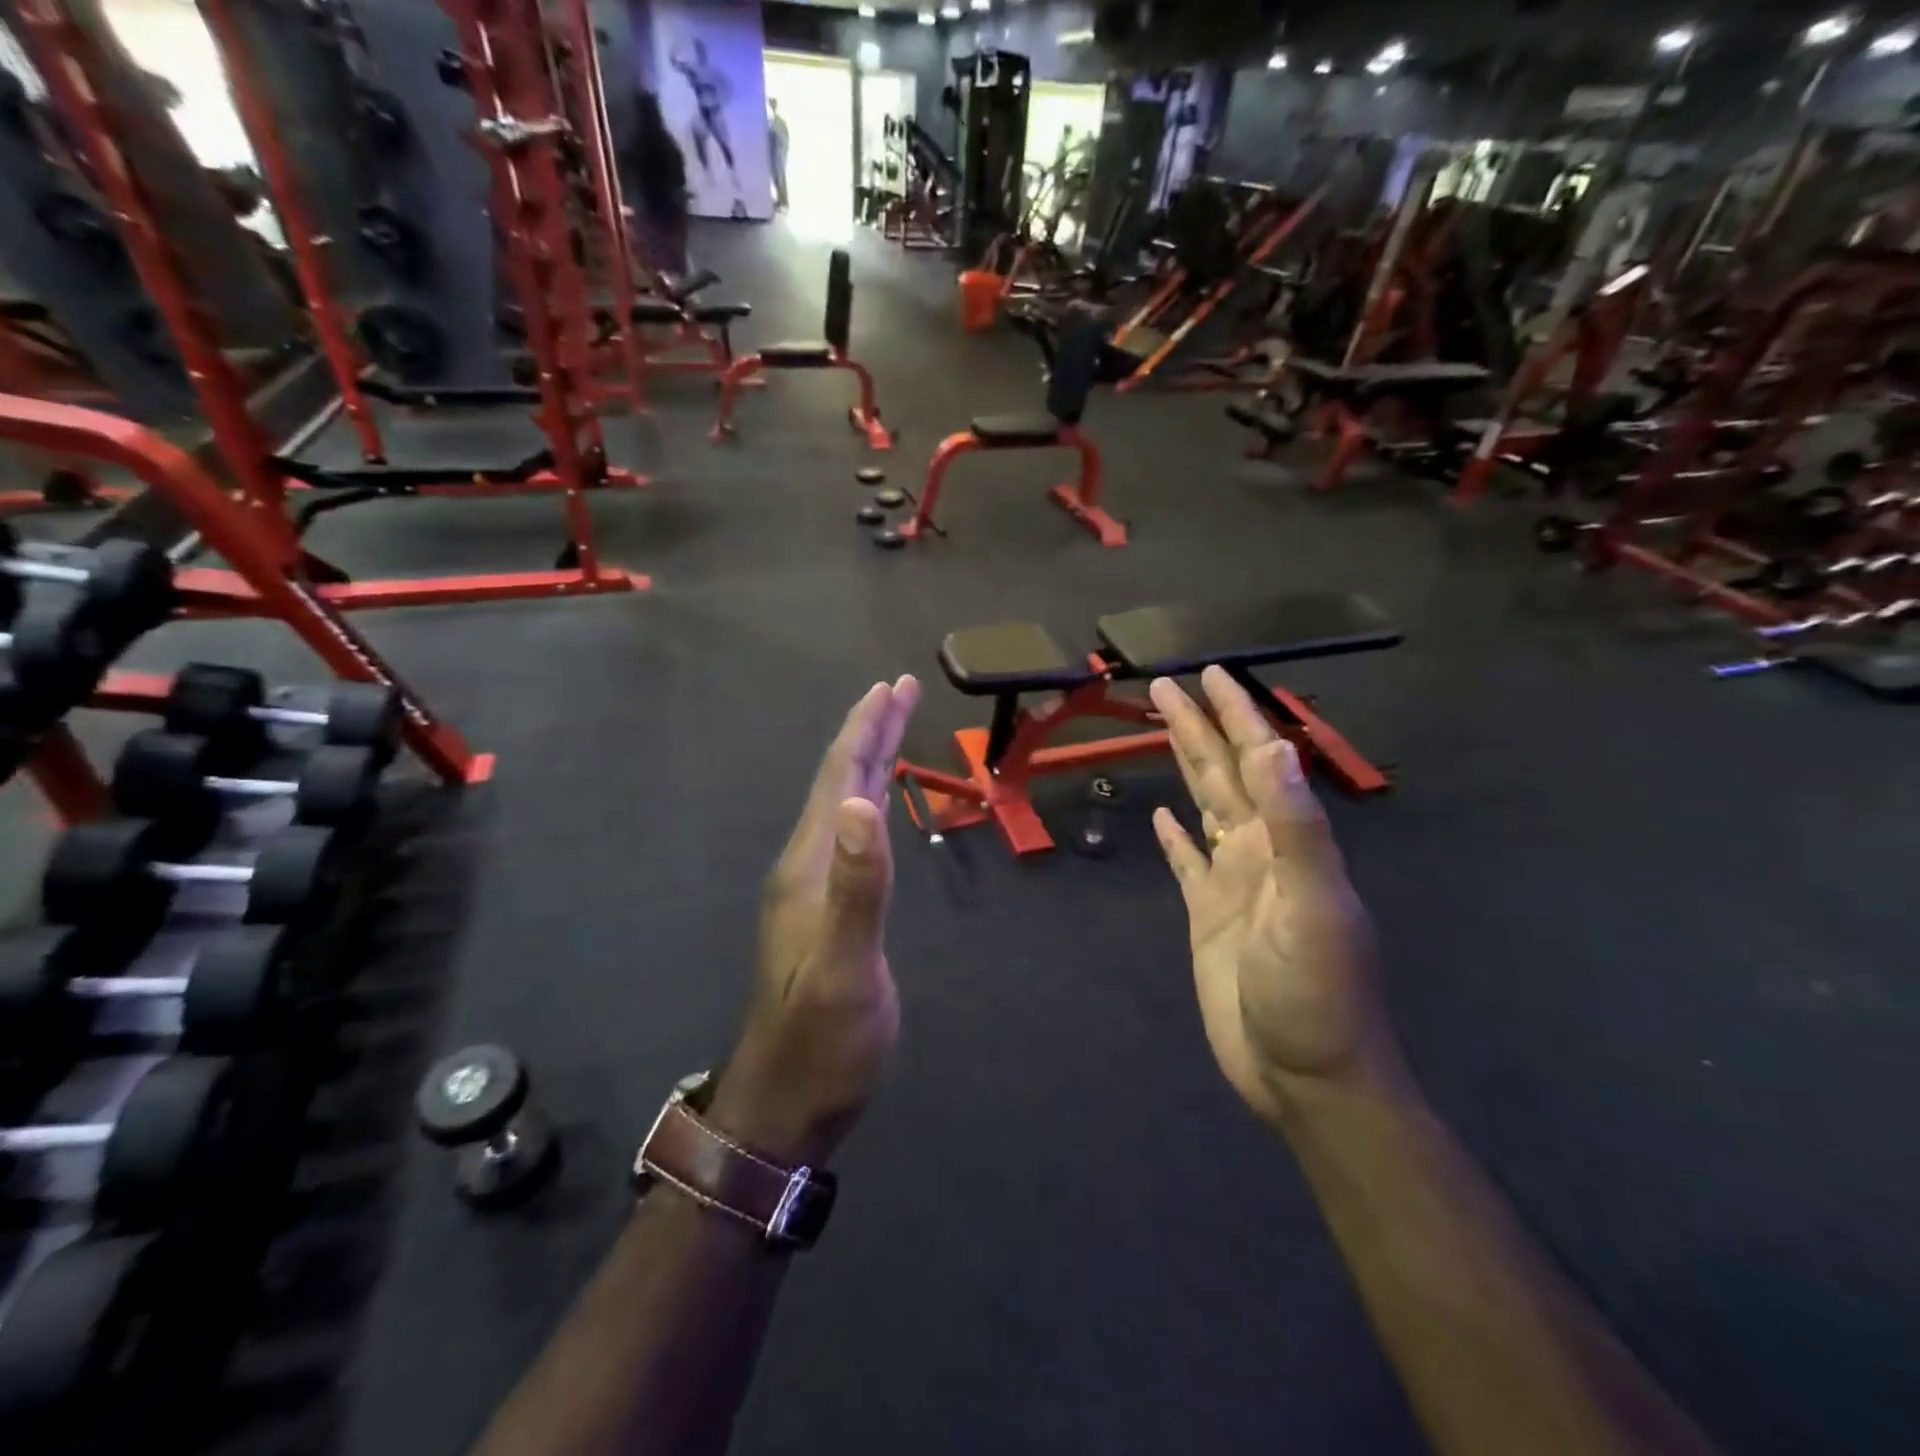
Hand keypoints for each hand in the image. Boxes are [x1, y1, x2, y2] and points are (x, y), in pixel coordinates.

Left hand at [709, 678, 920, 1167]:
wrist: (788, 1101)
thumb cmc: (823, 1040)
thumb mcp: (844, 968)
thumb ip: (856, 887)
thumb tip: (863, 803)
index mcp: (810, 864)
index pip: (840, 778)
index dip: (866, 729)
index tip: (892, 686)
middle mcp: (807, 864)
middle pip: (840, 781)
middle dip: (870, 731)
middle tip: (900, 690)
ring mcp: (814, 887)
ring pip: (844, 805)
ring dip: (868, 761)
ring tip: (892, 728)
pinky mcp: (827, 910)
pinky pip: (850, 835)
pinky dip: (869, 802)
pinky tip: (877, 804)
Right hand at [1148, 668, 1400, 1124]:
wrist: (1306, 1075)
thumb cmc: (1314, 993)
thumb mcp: (1311, 906)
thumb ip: (1294, 826)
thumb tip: (1274, 747)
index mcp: (1284, 840)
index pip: (1257, 759)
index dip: (1234, 715)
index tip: (1208, 675)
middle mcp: (1259, 850)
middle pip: (1223, 773)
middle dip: (1198, 726)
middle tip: (1165, 686)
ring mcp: (1232, 882)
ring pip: (1205, 806)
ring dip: (1186, 766)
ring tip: (1164, 731)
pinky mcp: (1208, 915)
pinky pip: (1187, 861)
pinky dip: (1176, 836)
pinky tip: (1165, 817)